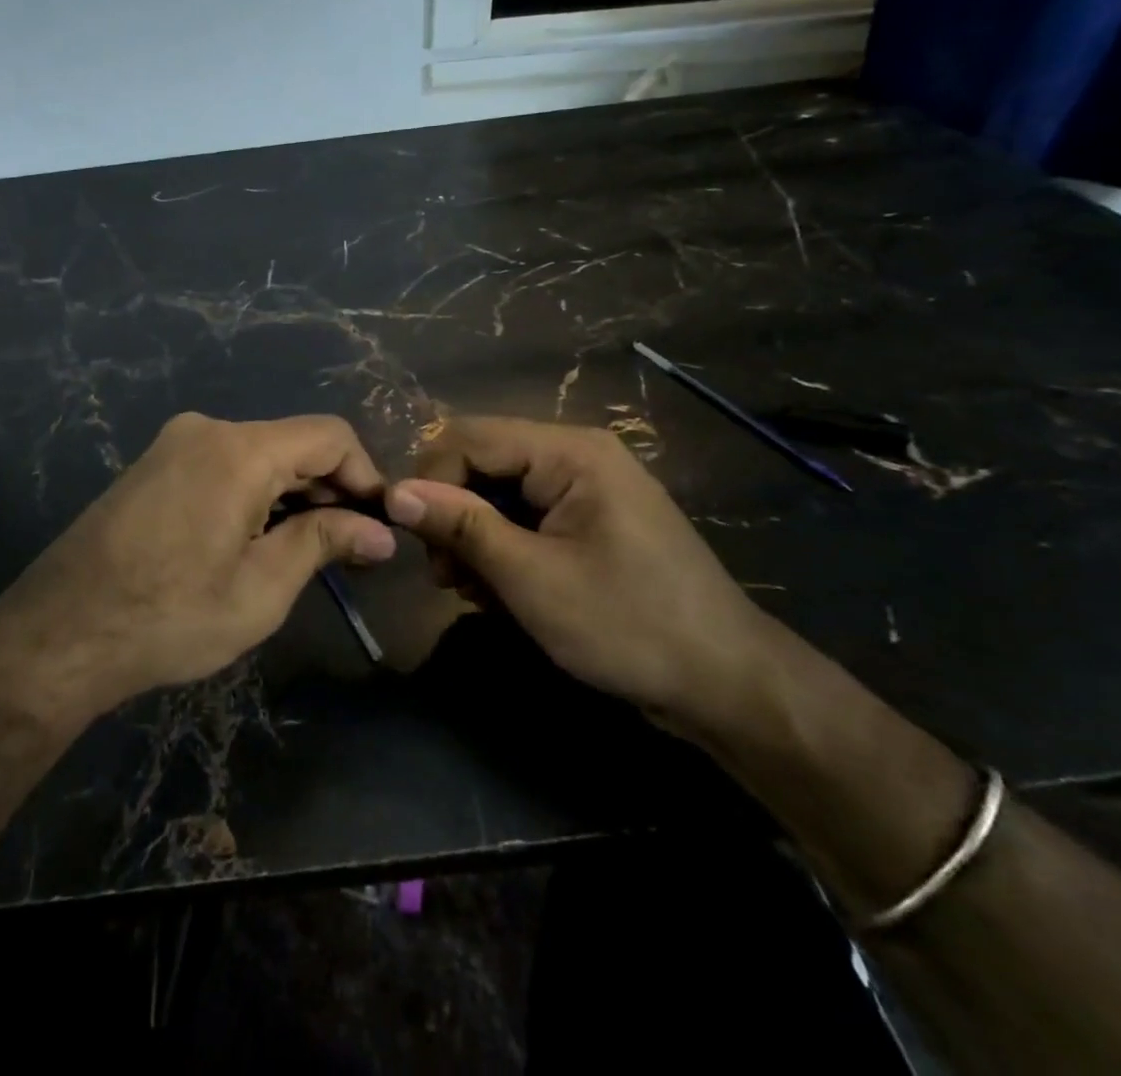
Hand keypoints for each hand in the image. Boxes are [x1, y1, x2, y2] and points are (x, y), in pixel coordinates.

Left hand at [0, 413, 395, 712]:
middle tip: (352, 548)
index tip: (379, 525)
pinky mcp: (154, 464)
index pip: (330, 435)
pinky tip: (257, 539)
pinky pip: (224, 464)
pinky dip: (255, 493)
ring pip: (259, 454)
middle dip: (330, 489)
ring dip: (293, 494)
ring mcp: (174, 444)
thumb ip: (325, 544)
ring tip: (308, 550)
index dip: (366, 475)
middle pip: (293, 443)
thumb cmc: (168, 617)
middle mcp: (207, 430)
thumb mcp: (261, 589)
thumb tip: (380, 532)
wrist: (56, 636)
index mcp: (239, 450)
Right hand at [384, 417, 764, 724]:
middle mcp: (575, 455)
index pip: (468, 437)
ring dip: (474, 539)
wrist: (726, 684)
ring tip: (475, 594)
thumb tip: (394, 494)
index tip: (412, 539)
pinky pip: (524, 516)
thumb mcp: (531, 578)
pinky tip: (502, 594)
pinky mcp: (588, 519)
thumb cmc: (628, 625)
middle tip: (446, 578)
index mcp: (569, 451)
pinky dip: (503, 550)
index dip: (429, 480)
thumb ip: (461, 526)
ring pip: (498, 493)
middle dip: (453, 515)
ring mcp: (585, 488)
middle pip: (482, 463)